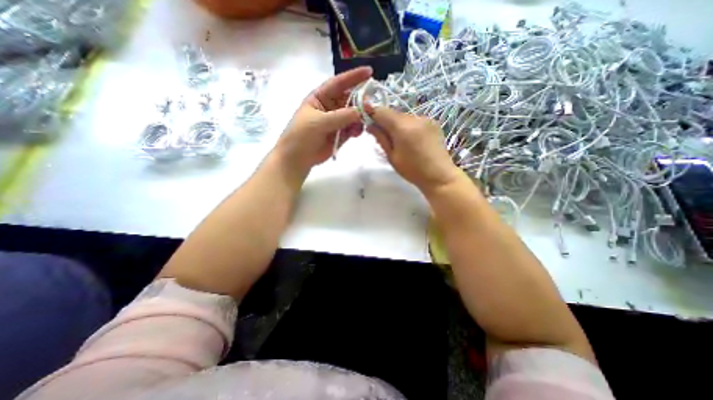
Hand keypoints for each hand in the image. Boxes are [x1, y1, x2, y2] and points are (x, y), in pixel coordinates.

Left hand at [273, 65, 373, 171]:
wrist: (298, 159)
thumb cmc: (301, 136)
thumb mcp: (319, 122)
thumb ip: (341, 116)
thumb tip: (363, 110)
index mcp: (320, 98)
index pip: (338, 83)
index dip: (353, 77)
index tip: (370, 72)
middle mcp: (330, 107)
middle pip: (349, 99)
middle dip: (360, 101)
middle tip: (371, 107)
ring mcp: (336, 121)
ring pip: (353, 115)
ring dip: (360, 117)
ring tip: (363, 123)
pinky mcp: (340, 134)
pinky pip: (353, 128)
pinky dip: (357, 129)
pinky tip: (357, 133)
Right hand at [367, 106, 462, 193]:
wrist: (439, 175)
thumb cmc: (412, 170)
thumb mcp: (392, 157)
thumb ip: (381, 138)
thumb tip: (370, 125)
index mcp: (402, 127)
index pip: (382, 111)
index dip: (372, 113)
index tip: (367, 121)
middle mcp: (415, 118)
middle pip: (393, 114)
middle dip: (385, 122)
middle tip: (383, 137)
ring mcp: (426, 119)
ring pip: (404, 117)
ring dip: (397, 125)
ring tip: (399, 142)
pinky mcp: (433, 123)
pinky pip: (414, 121)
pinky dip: (408, 127)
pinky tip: (411, 140)